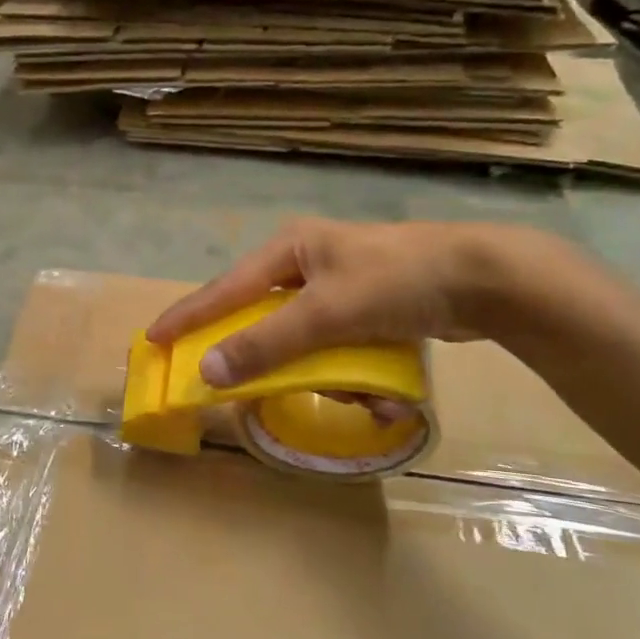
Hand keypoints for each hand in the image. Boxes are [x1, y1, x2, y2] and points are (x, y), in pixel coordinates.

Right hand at [146, 219, 574, 388]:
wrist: (486, 280)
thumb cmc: (395, 282)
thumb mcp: (325, 313)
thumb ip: (265, 343)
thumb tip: (207, 370)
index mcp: (288, 248)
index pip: (223, 288)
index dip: (187, 315)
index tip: (153, 339)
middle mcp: (307, 262)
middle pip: (261, 315)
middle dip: (263, 353)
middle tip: (236, 381)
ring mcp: (339, 284)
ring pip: (302, 337)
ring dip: (319, 370)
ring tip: (354, 390)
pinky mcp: (367, 306)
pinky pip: (336, 344)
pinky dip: (348, 369)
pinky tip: (377, 390)